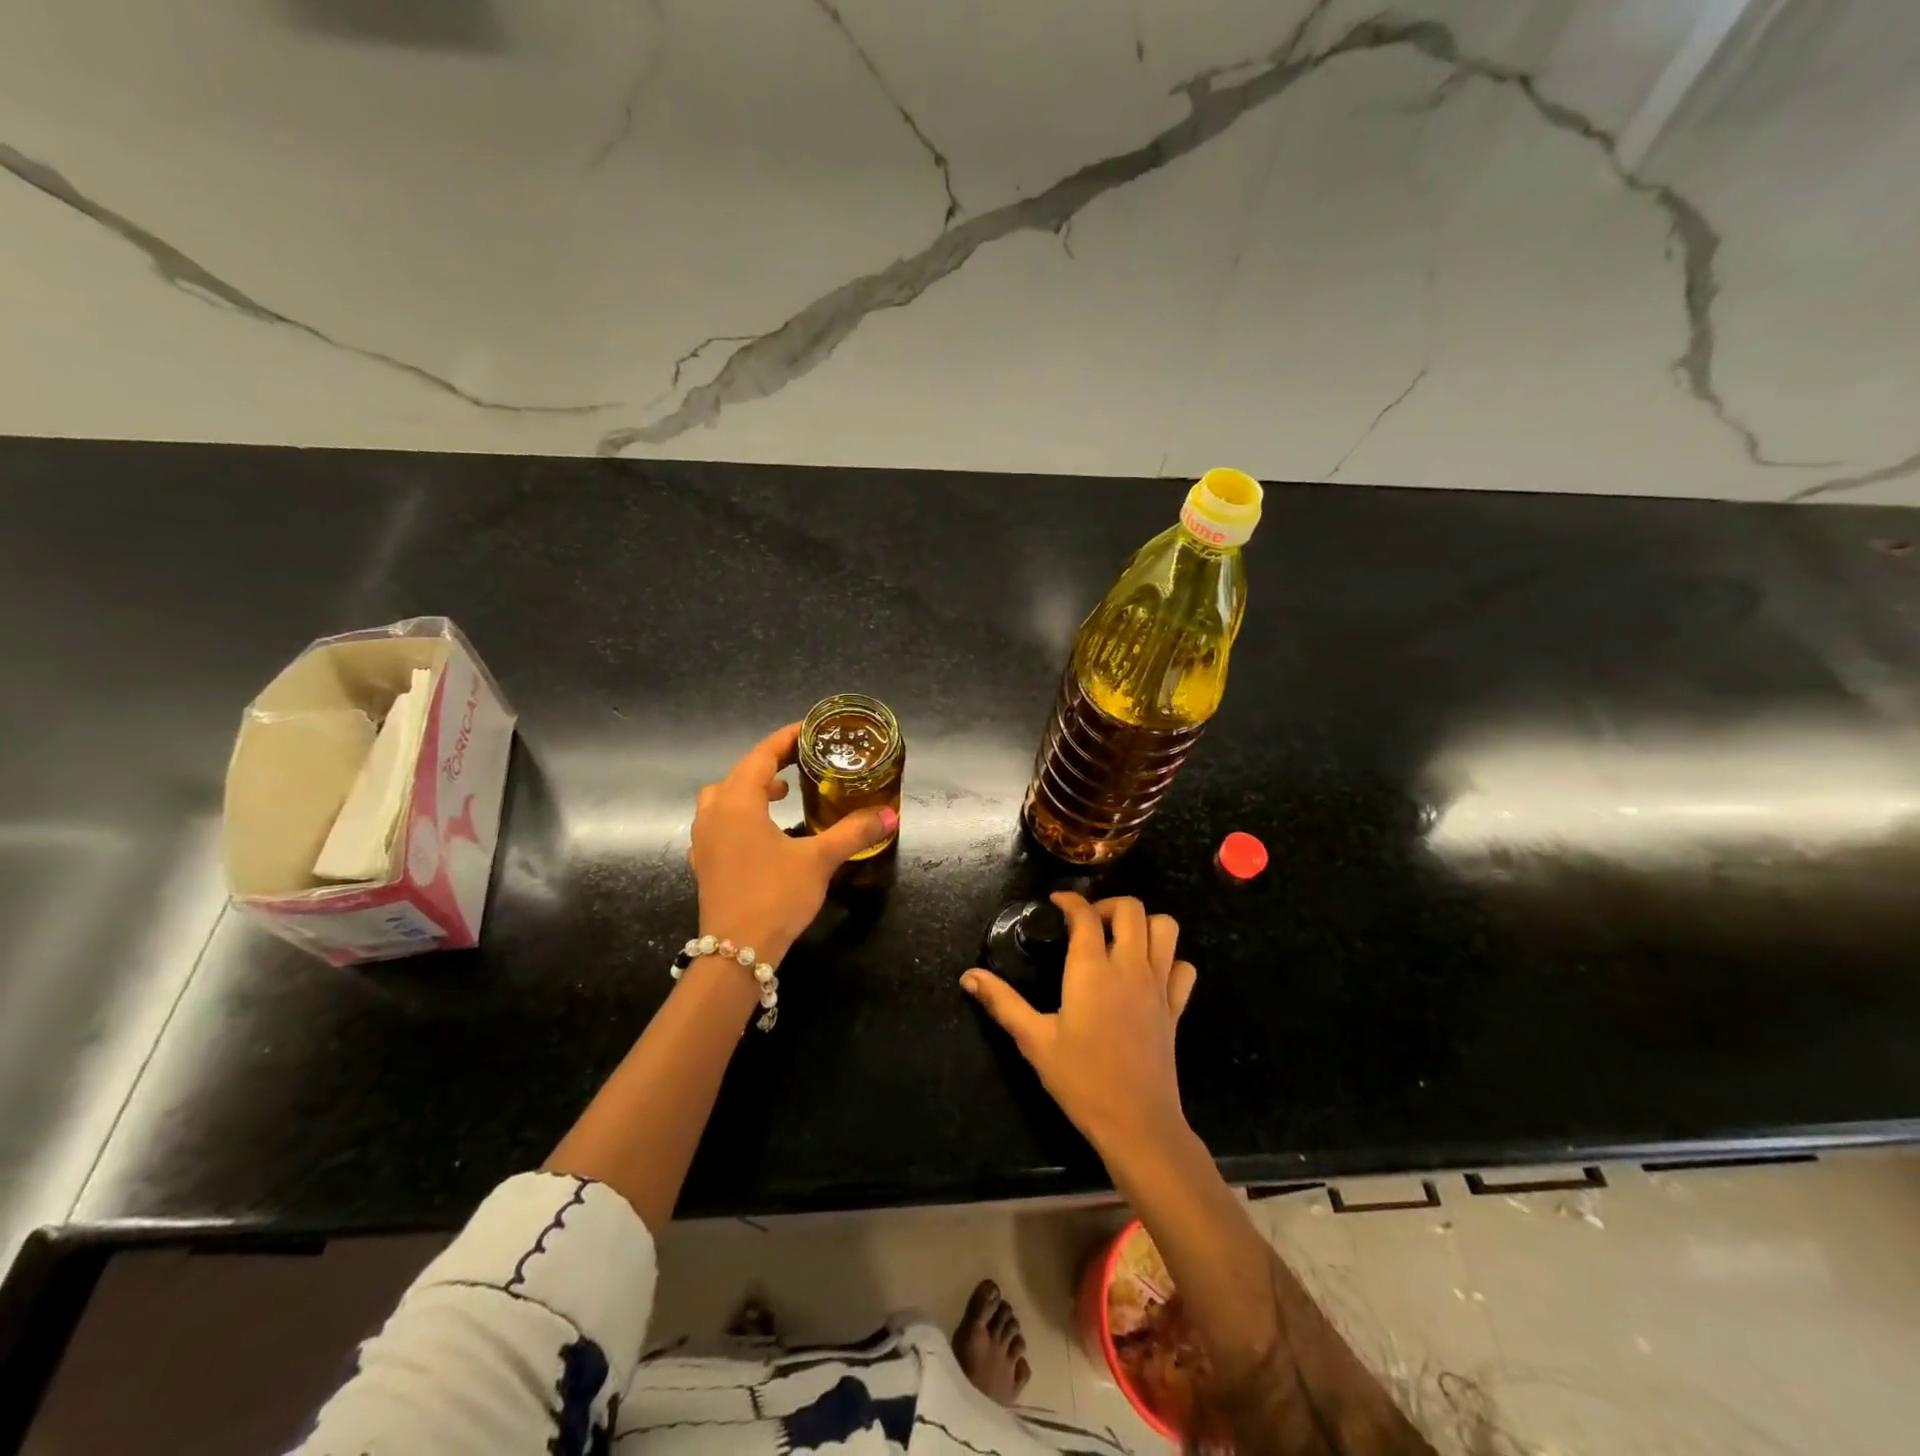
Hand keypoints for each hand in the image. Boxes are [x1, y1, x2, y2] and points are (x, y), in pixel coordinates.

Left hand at [690, 722, 896, 964]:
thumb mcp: (819, 860)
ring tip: (783, 794)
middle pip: (740, 773)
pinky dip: (741, 814)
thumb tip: (890, 814)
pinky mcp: (704, 862)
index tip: (810, 730)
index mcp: (738, 802)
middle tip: (802, 763)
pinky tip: (764, 832)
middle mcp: (714, 814)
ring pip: (724, 798)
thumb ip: (853, 832)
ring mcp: (704, 839)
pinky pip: (719, 822)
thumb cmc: (775, 896)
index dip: (786, 739)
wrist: (735, 952)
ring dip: (751, 789)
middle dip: (770, 763)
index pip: (762, 755)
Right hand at [961, 893, 1196, 1157]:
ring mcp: (1159, 985)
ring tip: (1119, 940)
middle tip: (1087, 924)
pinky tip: (1148, 973)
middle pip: (1131, 909)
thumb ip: (1002, 1002)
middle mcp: (1129, 967)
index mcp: (1091, 970)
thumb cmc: (1080, 1080)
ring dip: (1143, 924)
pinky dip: (1169, 959)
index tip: (1055, 903)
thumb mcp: (1034, 1041)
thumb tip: (968, 976)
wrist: (1137, 1124)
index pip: (1085, 914)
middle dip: (1108, 905)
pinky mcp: (1176, 1007)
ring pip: (1165, 929)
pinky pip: (1183, 967)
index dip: (1070, 900)